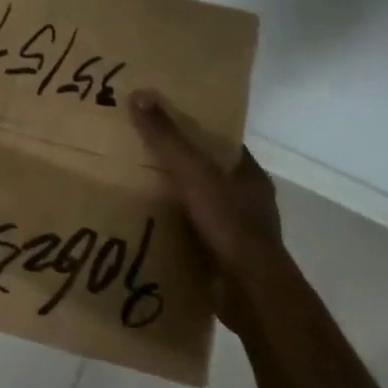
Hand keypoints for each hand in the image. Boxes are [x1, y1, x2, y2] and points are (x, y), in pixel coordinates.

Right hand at [129, 89, 283, 274]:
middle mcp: (249, 202)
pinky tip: (147, 226)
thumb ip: (168, 137)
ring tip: (137, 189)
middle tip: (141, 154)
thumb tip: (139, 94)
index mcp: (250, 175)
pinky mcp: (226, 261)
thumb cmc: (229, 223)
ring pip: (202, 206)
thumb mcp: (193, 172)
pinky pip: (195, 236)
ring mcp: (239, 234)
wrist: (250, 293)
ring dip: (176, 201)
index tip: (165, 121)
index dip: (196, 131)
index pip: (222, 144)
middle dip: (181, 167)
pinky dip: (175, 231)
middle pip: (210, 174)